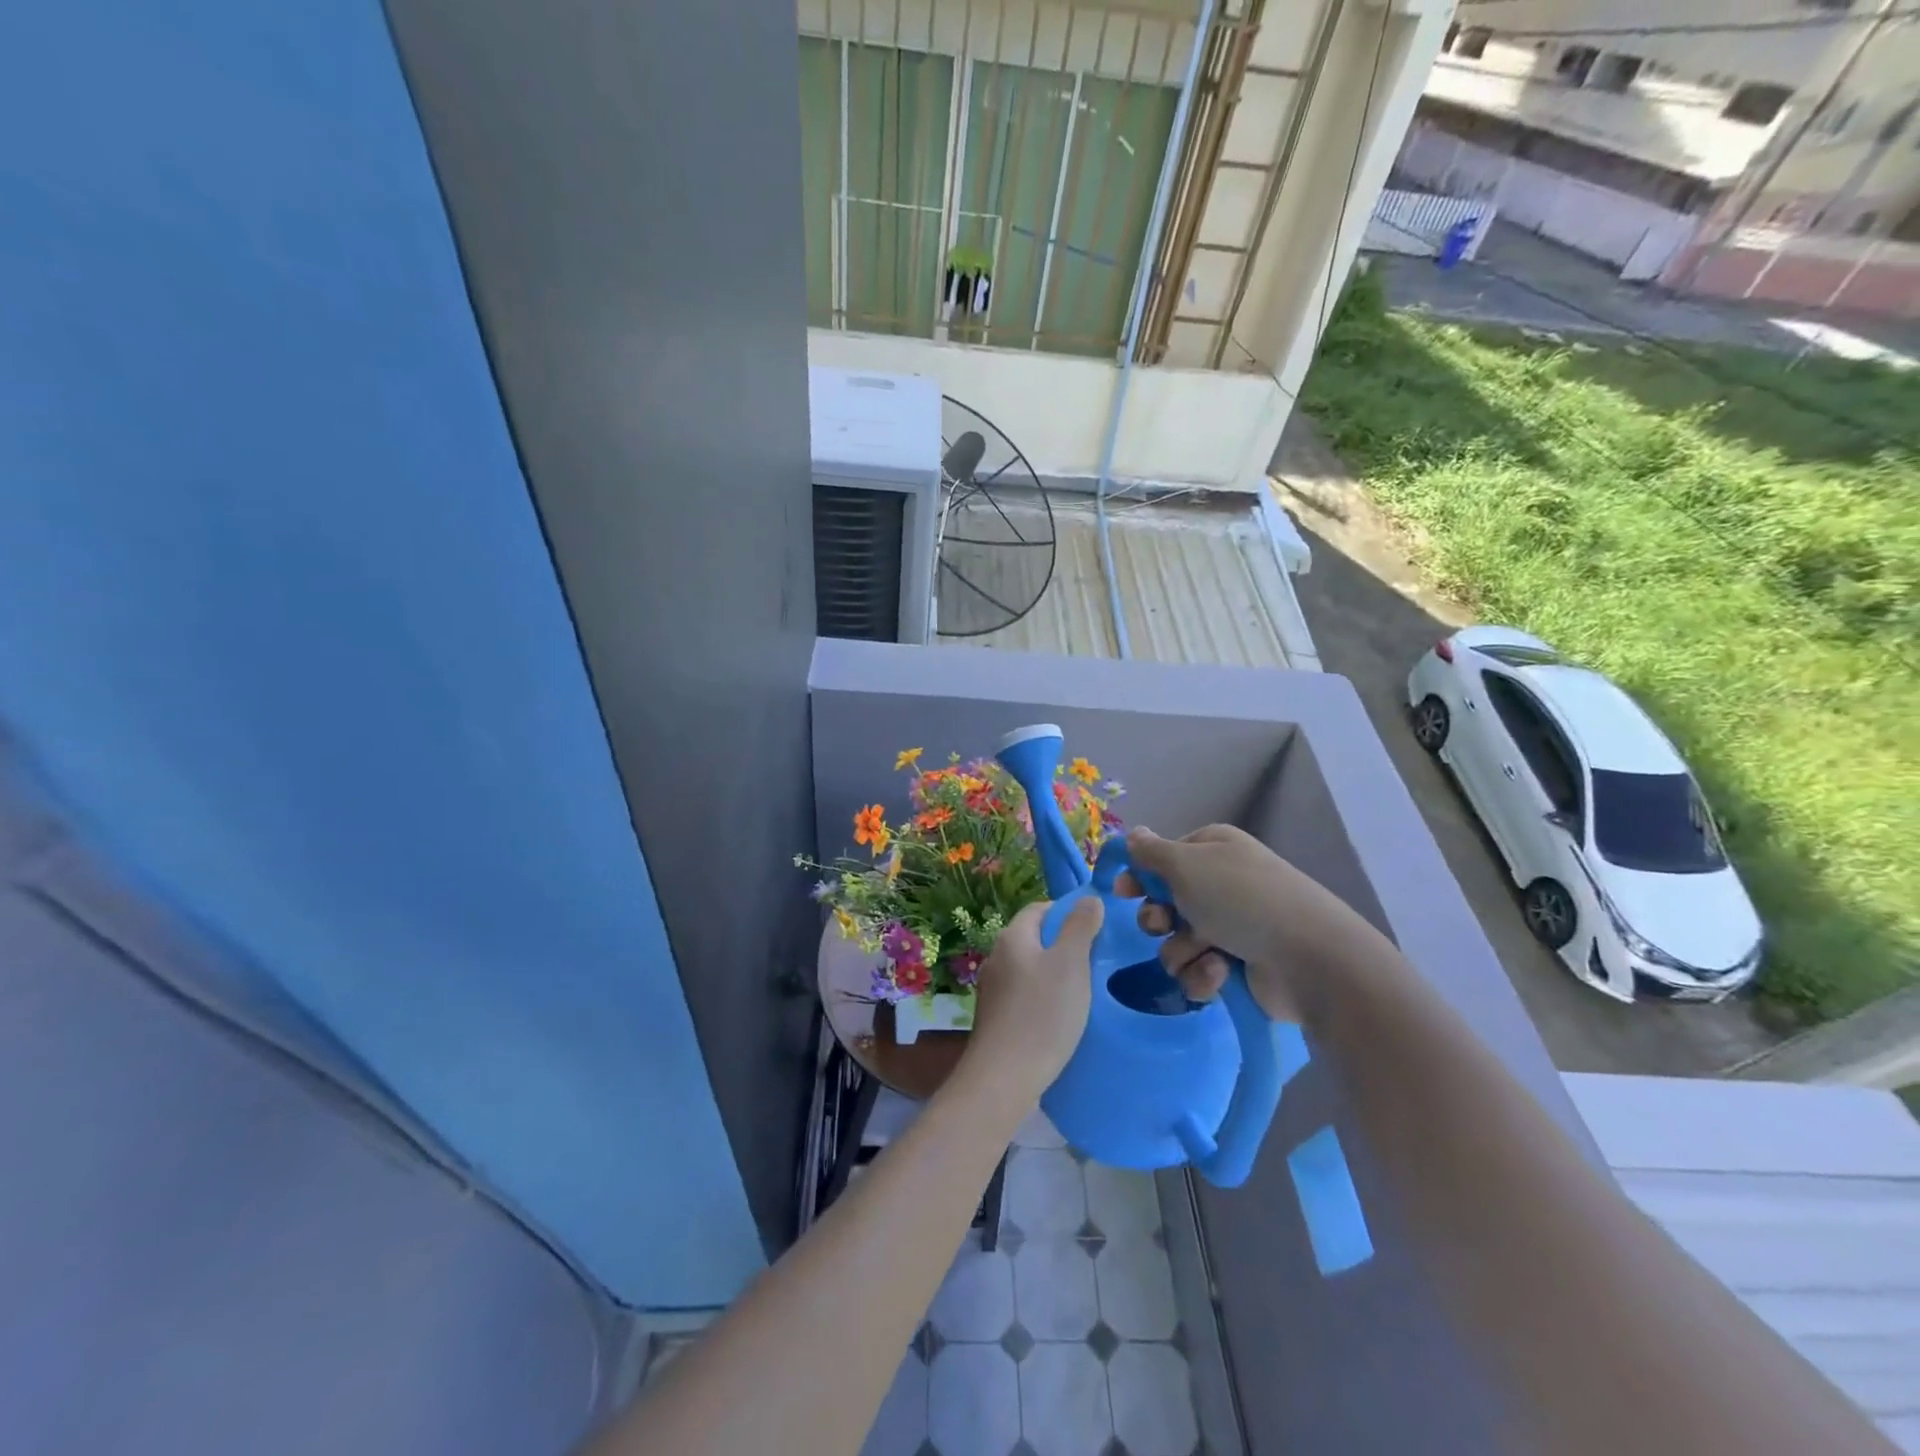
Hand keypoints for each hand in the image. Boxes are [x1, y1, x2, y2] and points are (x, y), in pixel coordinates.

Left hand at [963, 898, 1103, 1103]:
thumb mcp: (1071, 963)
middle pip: (1033, 938)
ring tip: (1082, 990)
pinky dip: (1042, 997)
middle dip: (1062, 944)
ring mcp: (992, 989)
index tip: (1095, 929)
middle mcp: (996, 957)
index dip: (1067, 912)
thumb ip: (1080, 927)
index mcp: (1012, 937)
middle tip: (1094, 960)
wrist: (1005, 1077)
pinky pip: (1023, 995)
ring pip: (1028, 968)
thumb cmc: (1042, 1013)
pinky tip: (1059, 1017)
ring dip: (1052, 973)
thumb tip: (1088, 898)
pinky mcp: (994, 1018)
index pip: (1039, 909)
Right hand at [1116, 825, 1303, 1020]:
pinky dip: (1203, 974)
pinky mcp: (1238, 967)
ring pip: (1176, 941)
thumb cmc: (1240, 898)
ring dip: (1181, 950)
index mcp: (1212, 850)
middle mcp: (1221, 885)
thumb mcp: (1186, 864)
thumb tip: (1133, 833)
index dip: (1141, 875)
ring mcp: (1231, 927)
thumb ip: (1151, 851)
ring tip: (1205, 953)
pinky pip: (1197, 971)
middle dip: (1158, 918)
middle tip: (1164, 924)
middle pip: (1165, 902)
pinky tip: (1220, 973)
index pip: (1164, 858)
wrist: (1308, 958)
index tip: (1123, 891)